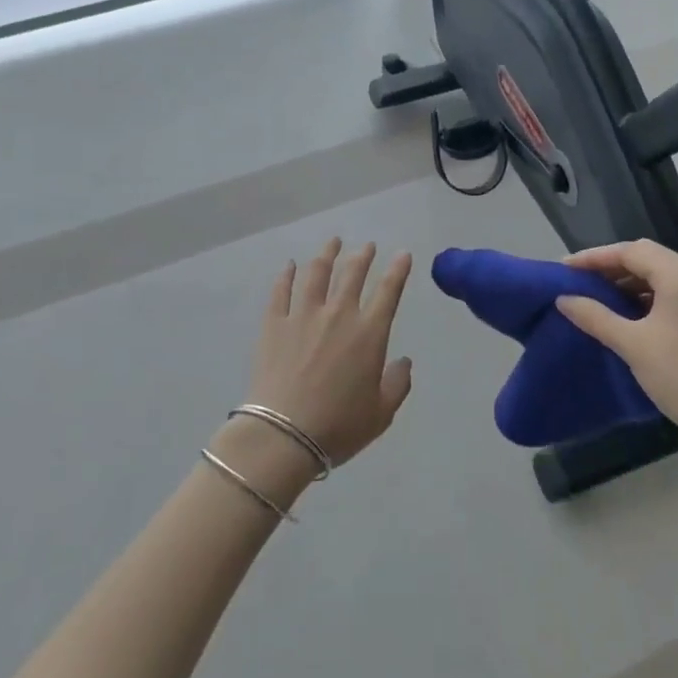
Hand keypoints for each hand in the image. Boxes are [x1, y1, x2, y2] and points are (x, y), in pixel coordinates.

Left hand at [245, 239, 413, 467]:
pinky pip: (281, 291)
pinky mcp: (274, 324)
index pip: (388, 291)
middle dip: (363, 256)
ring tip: (333, 242)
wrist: (284, 435)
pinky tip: (290, 265)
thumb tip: (404, 362)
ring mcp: (303, 315)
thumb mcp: (381, 413)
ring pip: (317, 273)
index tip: (402, 254)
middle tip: (367, 246)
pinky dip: (287, 275)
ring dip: (328, 254)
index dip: (398, 270)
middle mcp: (338, 315)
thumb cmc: (339, 427)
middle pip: (353, 274)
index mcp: (369, 334)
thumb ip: (397, 384)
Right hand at [557, 240, 677, 446]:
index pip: (631, 251)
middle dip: (612, 264)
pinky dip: (648, 293)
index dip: (595, 257)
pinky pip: (673, 289)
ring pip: (661, 272)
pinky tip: (628, 309)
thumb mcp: (631, 344)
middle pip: (648, 256)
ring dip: (630, 279)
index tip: (566, 268)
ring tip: (599, 293)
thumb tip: (563, 299)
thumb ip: (595, 316)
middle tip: (581, 278)